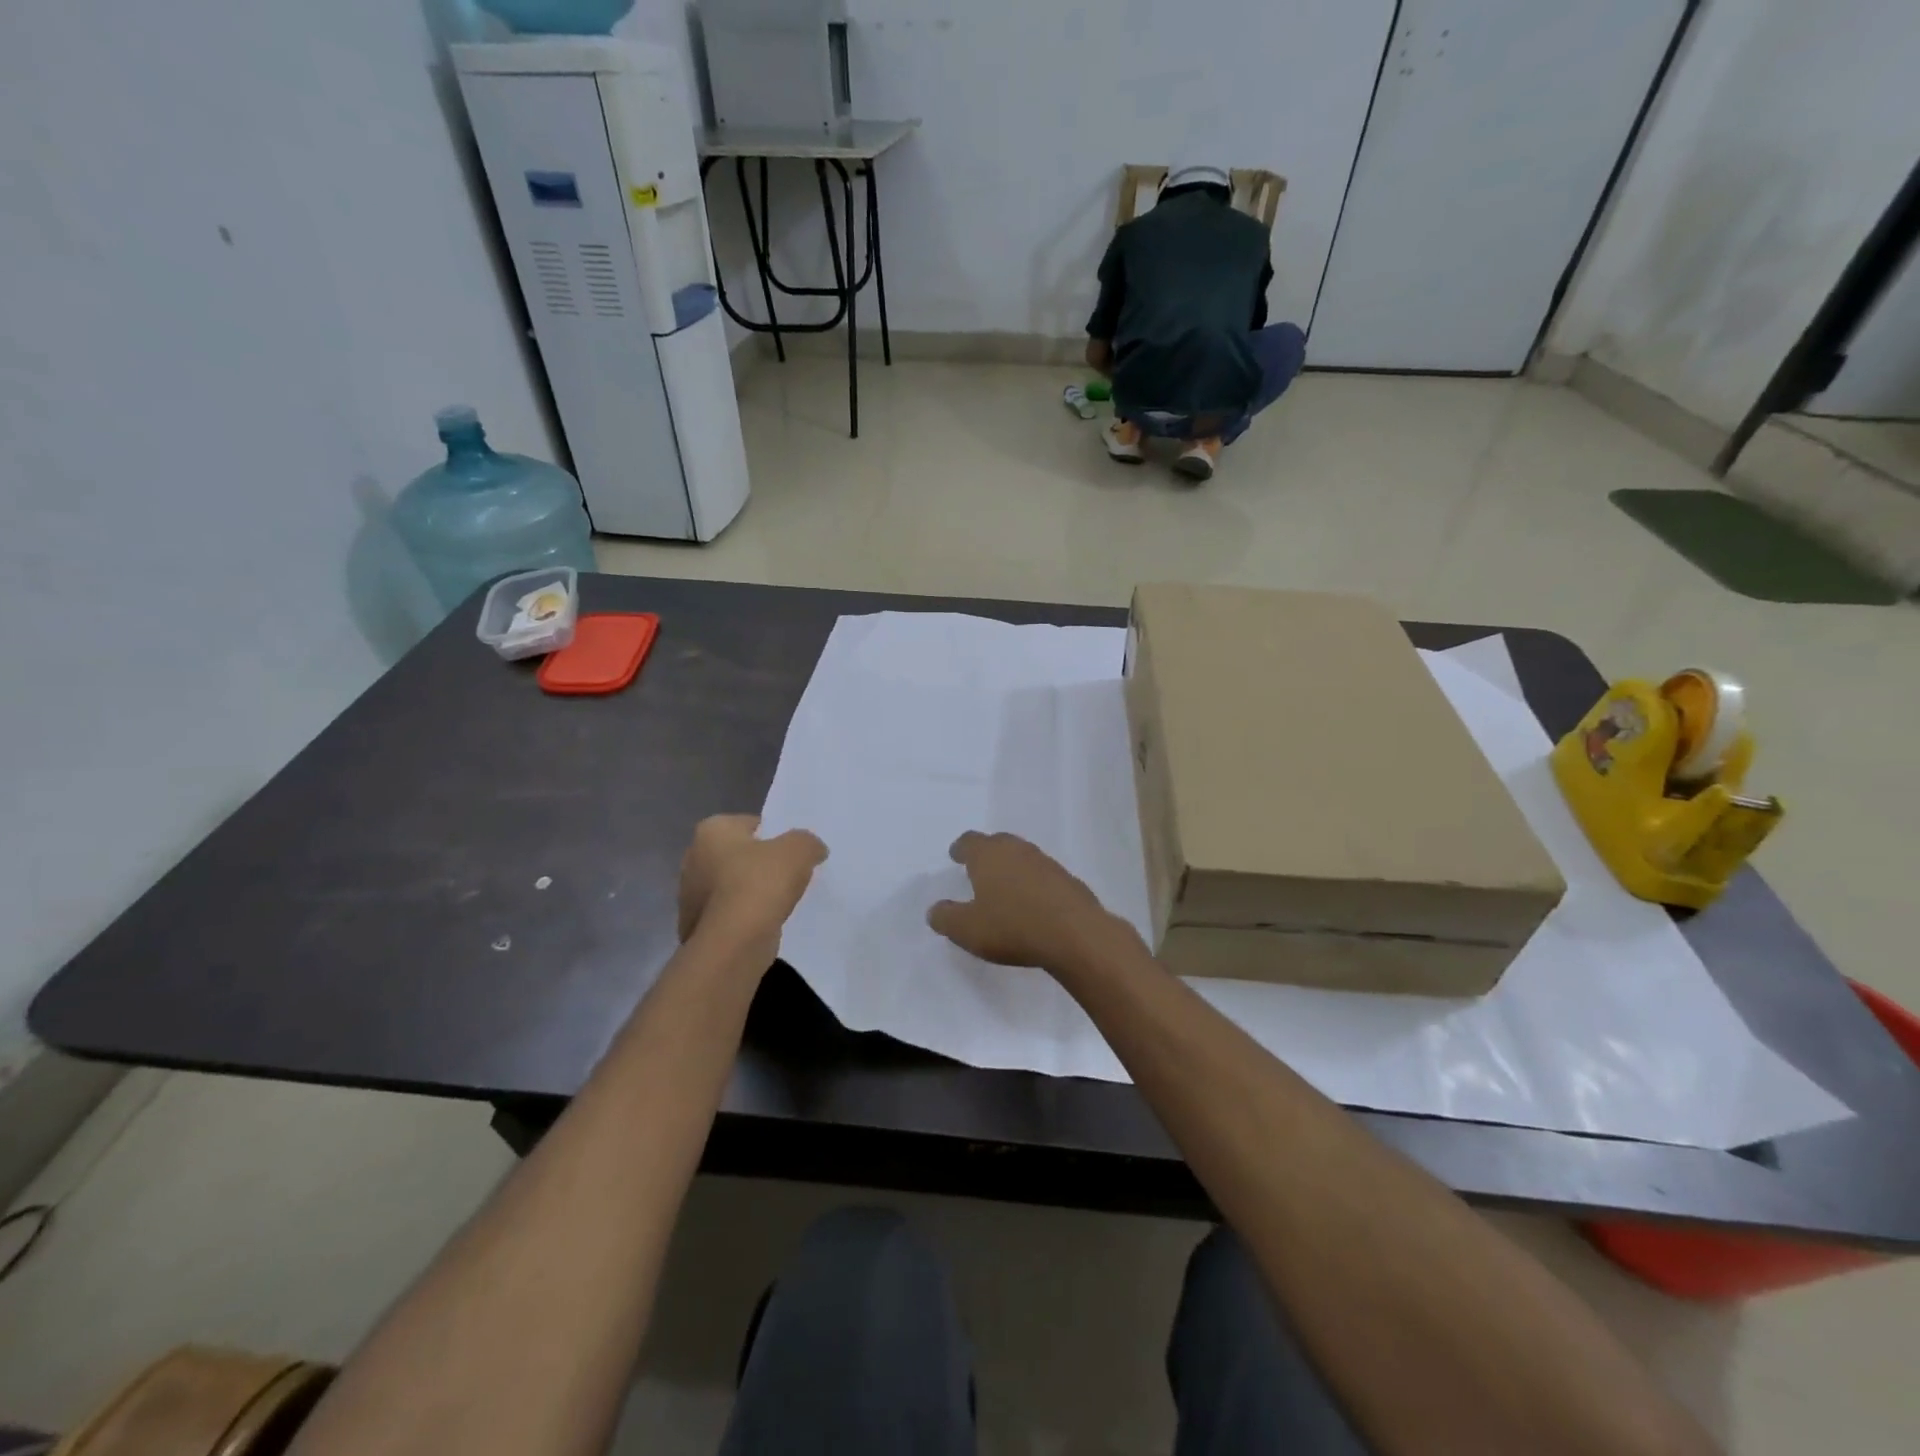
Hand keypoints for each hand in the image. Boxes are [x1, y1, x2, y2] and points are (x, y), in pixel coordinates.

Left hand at [677, 815, 826, 955]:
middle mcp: (693, 858)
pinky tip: (765, 924)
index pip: (750, 825)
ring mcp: (689, 895)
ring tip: (780, 904)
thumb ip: (807, 842)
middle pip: (738, 856)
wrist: (734, 942)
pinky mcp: (695, 927)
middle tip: (789, 876)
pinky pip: (728, 914)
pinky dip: (744, 918)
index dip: (775, 836)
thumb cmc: (760, 884)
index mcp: (712, 830)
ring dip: (751, 894)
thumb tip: (812, 849)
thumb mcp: (799, 850)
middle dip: (760, 865)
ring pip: (732, 887)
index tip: (793, 853)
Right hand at [926, 831, 1114, 970]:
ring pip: (1022, 857)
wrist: (1075, 934)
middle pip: (998, 843)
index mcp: (988, 854)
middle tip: (978, 869)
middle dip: (986, 853)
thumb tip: (935, 910)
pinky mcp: (1068, 880)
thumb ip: (946, 918)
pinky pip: (1043, 876)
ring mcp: (1046, 862)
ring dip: (1012, 868)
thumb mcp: (967, 929)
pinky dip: (1033, 884)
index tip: (956, 856)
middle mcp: (1017, 850)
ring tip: (1005, 887)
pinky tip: (1032, 904)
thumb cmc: (1012, 927)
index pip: (969, 841)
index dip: (960, 849)